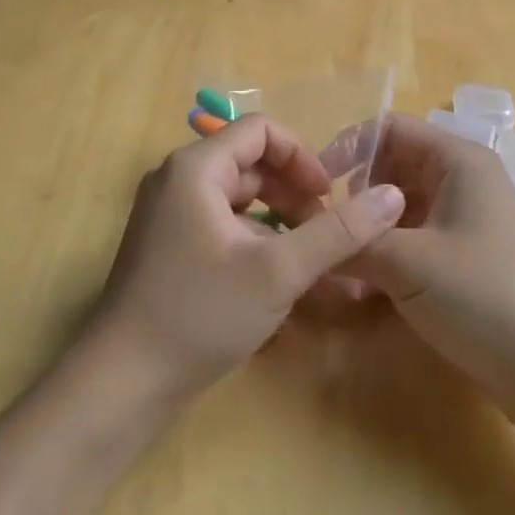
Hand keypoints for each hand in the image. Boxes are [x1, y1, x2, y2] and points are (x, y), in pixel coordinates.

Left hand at [88, 115, 406, 401]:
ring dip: (278, 220)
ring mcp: (168, 214)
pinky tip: (278, 280)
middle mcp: (177, 179)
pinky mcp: (168, 246)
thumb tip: (392, 196)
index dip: (302, 157)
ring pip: (238, 199)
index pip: (260, 131)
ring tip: (308, 260)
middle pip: (250, 164)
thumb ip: (338, 232)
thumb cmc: (200, 314)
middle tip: (326, 235)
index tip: (329, 197)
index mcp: (195, 168)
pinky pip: (221, 225)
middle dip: (294, 194)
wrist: (121, 383)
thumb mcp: (278, 272)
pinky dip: (254, 241)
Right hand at [343, 115, 514, 432]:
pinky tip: (359, 292)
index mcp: (456, 161)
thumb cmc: (486, 296)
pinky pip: (411, 244)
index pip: (389, 129)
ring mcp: (463, 223)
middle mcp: (460, 182)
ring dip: (366, 233)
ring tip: (334, 265)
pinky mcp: (462, 262)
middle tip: (321, 231)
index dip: (348, 147)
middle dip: (353, 196)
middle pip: (391, 169)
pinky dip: (384, 259)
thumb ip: (353, 243)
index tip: (315, 185)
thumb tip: (306, 236)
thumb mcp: (409, 264)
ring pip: (398, 210)